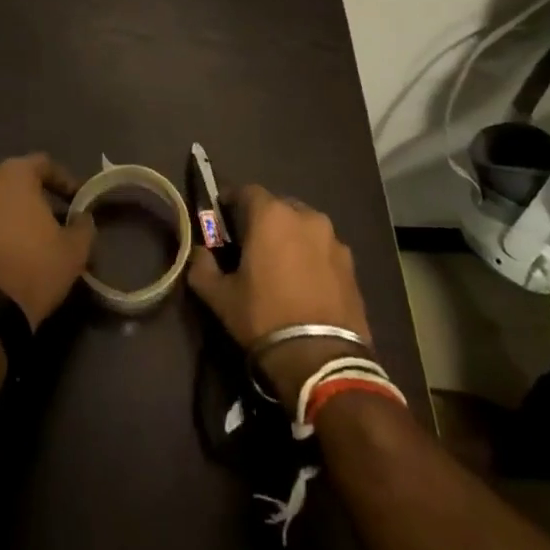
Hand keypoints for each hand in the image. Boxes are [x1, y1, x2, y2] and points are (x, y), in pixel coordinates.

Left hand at [0, 154, 95, 329]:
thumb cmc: (35, 268)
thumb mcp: (75, 249)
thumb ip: (82, 225)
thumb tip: (81, 218)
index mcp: (12, 175)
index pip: (42, 164)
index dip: (63, 180)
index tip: (75, 199)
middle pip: (11, 181)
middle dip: (30, 196)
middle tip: (48, 218)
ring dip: (5, 214)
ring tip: (22, 237)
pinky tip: (0, 253)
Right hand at [186, 182, 372, 408]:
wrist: (322, 358)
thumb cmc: (264, 317)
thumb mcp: (220, 297)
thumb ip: (202, 267)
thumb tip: (199, 253)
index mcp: (271, 215)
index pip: (246, 191)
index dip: (231, 201)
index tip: (222, 216)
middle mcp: (305, 216)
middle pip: (278, 206)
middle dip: (263, 218)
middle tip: (250, 243)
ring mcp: (332, 238)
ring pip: (303, 226)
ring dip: (290, 236)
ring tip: (281, 263)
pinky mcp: (351, 263)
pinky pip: (323, 247)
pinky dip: (311, 255)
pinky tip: (305, 281)